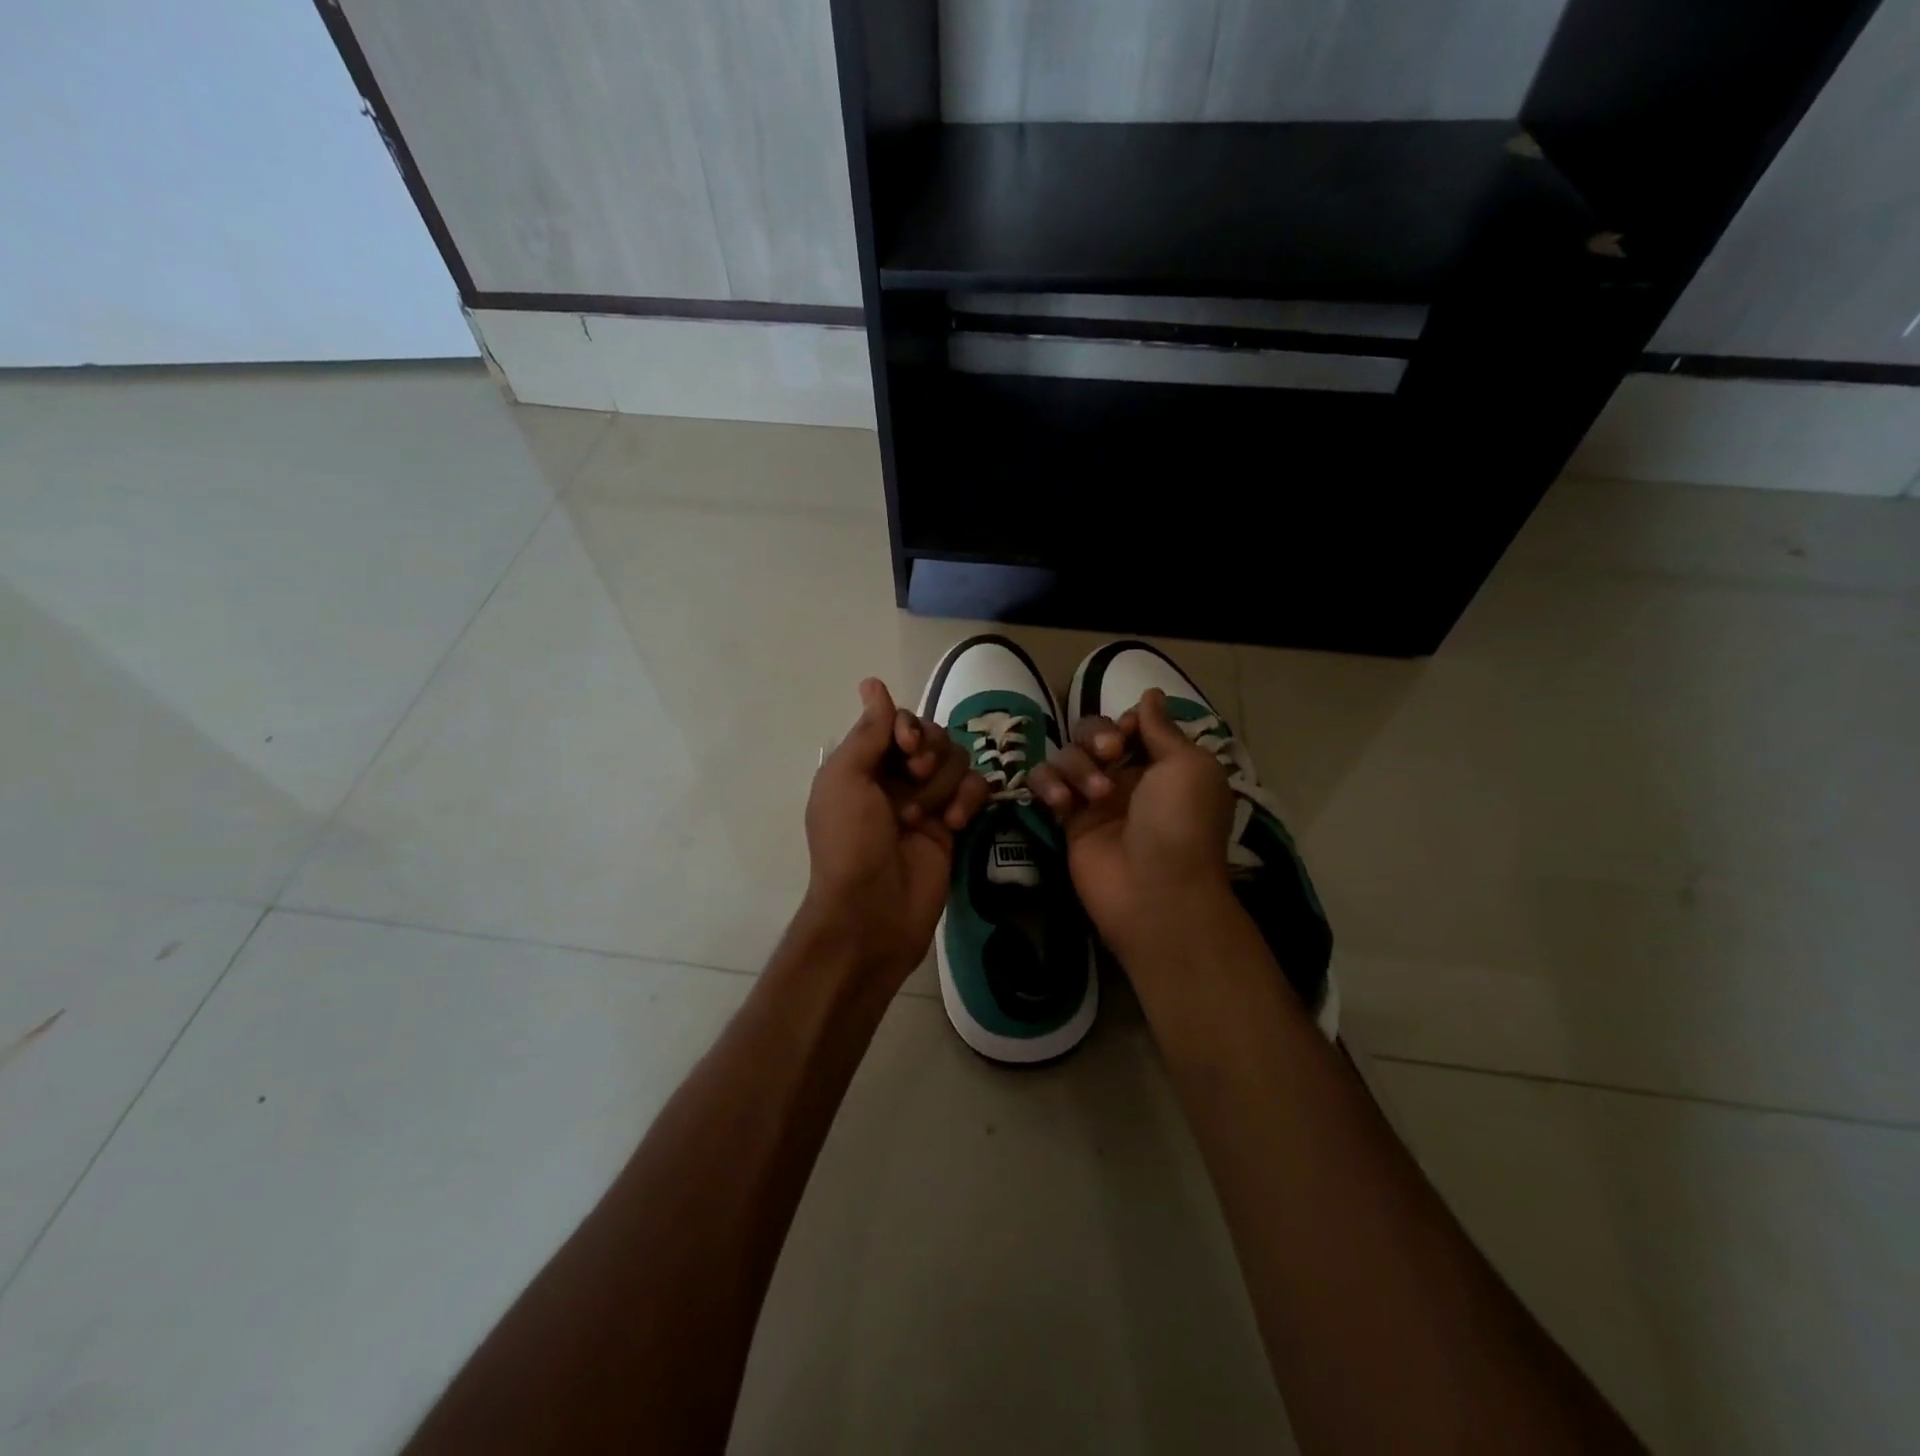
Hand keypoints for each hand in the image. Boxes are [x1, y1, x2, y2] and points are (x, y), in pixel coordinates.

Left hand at [800, 678, 990, 979]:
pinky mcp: (954, 825)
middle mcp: (896, 778)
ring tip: (924, 817)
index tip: (907, 746)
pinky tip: (955, 824)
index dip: (910, 727)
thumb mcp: (845, 780)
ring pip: (957, 761)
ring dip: (943, 784)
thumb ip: (868, 732)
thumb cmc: (850, 842)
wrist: (872, 911)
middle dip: (929, 753)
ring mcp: (927, 801)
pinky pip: (975, 790)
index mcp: (864, 765)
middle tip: (915, 778)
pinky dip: (969, 800)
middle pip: (933, 737)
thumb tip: (873, 683)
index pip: (899, 722)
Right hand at [1027, 688, 1234, 955]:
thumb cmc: (1180, 823)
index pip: (1131, 724)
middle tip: (1110, 755)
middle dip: (1097, 736)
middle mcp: (1128, 777)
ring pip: (1067, 756)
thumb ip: (1162, 728)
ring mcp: (1094, 799)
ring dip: (1078, 767)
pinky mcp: (1067, 820)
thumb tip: (1150, 693)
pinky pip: (1044, 784)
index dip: (1125, 723)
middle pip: (1093, 733)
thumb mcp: (1187, 765)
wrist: (1156, 891)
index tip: (1128, 733)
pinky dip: (1048, 785)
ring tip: (1096, 797)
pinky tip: (1062, 803)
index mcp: (1163, 764)